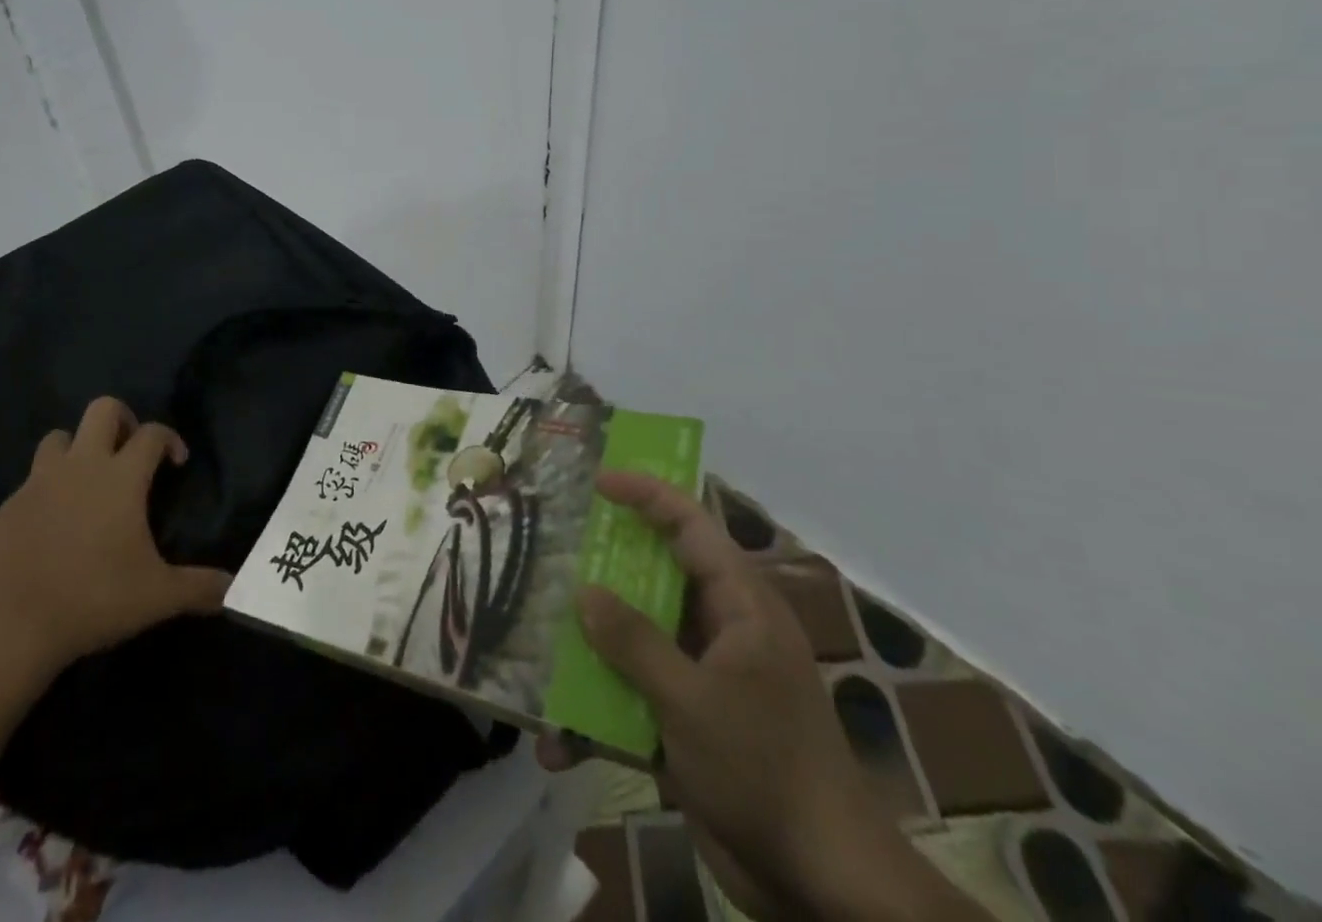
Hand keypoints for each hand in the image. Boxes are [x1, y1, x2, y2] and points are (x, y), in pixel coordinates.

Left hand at [0, 397, 231, 686]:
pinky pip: (34, 478)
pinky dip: (49, 487)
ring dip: (79, 447)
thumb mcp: (157, 597)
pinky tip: (55, 522)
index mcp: (121, 477)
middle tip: (131, 454)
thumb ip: (199, 588)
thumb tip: (234, 588)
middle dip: (123, 420)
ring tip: (89, 481)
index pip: (152, 433)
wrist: (10, 625)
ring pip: (61, 436)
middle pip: (103, 409)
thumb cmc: (93, 599)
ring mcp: (40, 482)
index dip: (170, 439)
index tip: (176, 463)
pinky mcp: (10, 505)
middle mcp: (81, 466)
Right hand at [537, 474, 956, 921]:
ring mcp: (706, 677)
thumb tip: (584, 592)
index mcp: (740, 606)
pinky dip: (601, 712)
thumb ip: (634, 641)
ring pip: (640, 638)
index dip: (646, 494)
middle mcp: (723, 629)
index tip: (597, 482)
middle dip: (605, 567)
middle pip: (657, 577)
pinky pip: (637, 696)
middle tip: (555, 551)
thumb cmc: (765, 769)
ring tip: (540, 639)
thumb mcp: (691, 701)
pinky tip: (560, 743)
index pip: (691, 526)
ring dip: (593, 647)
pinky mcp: (692, 722)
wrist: (822, 886)